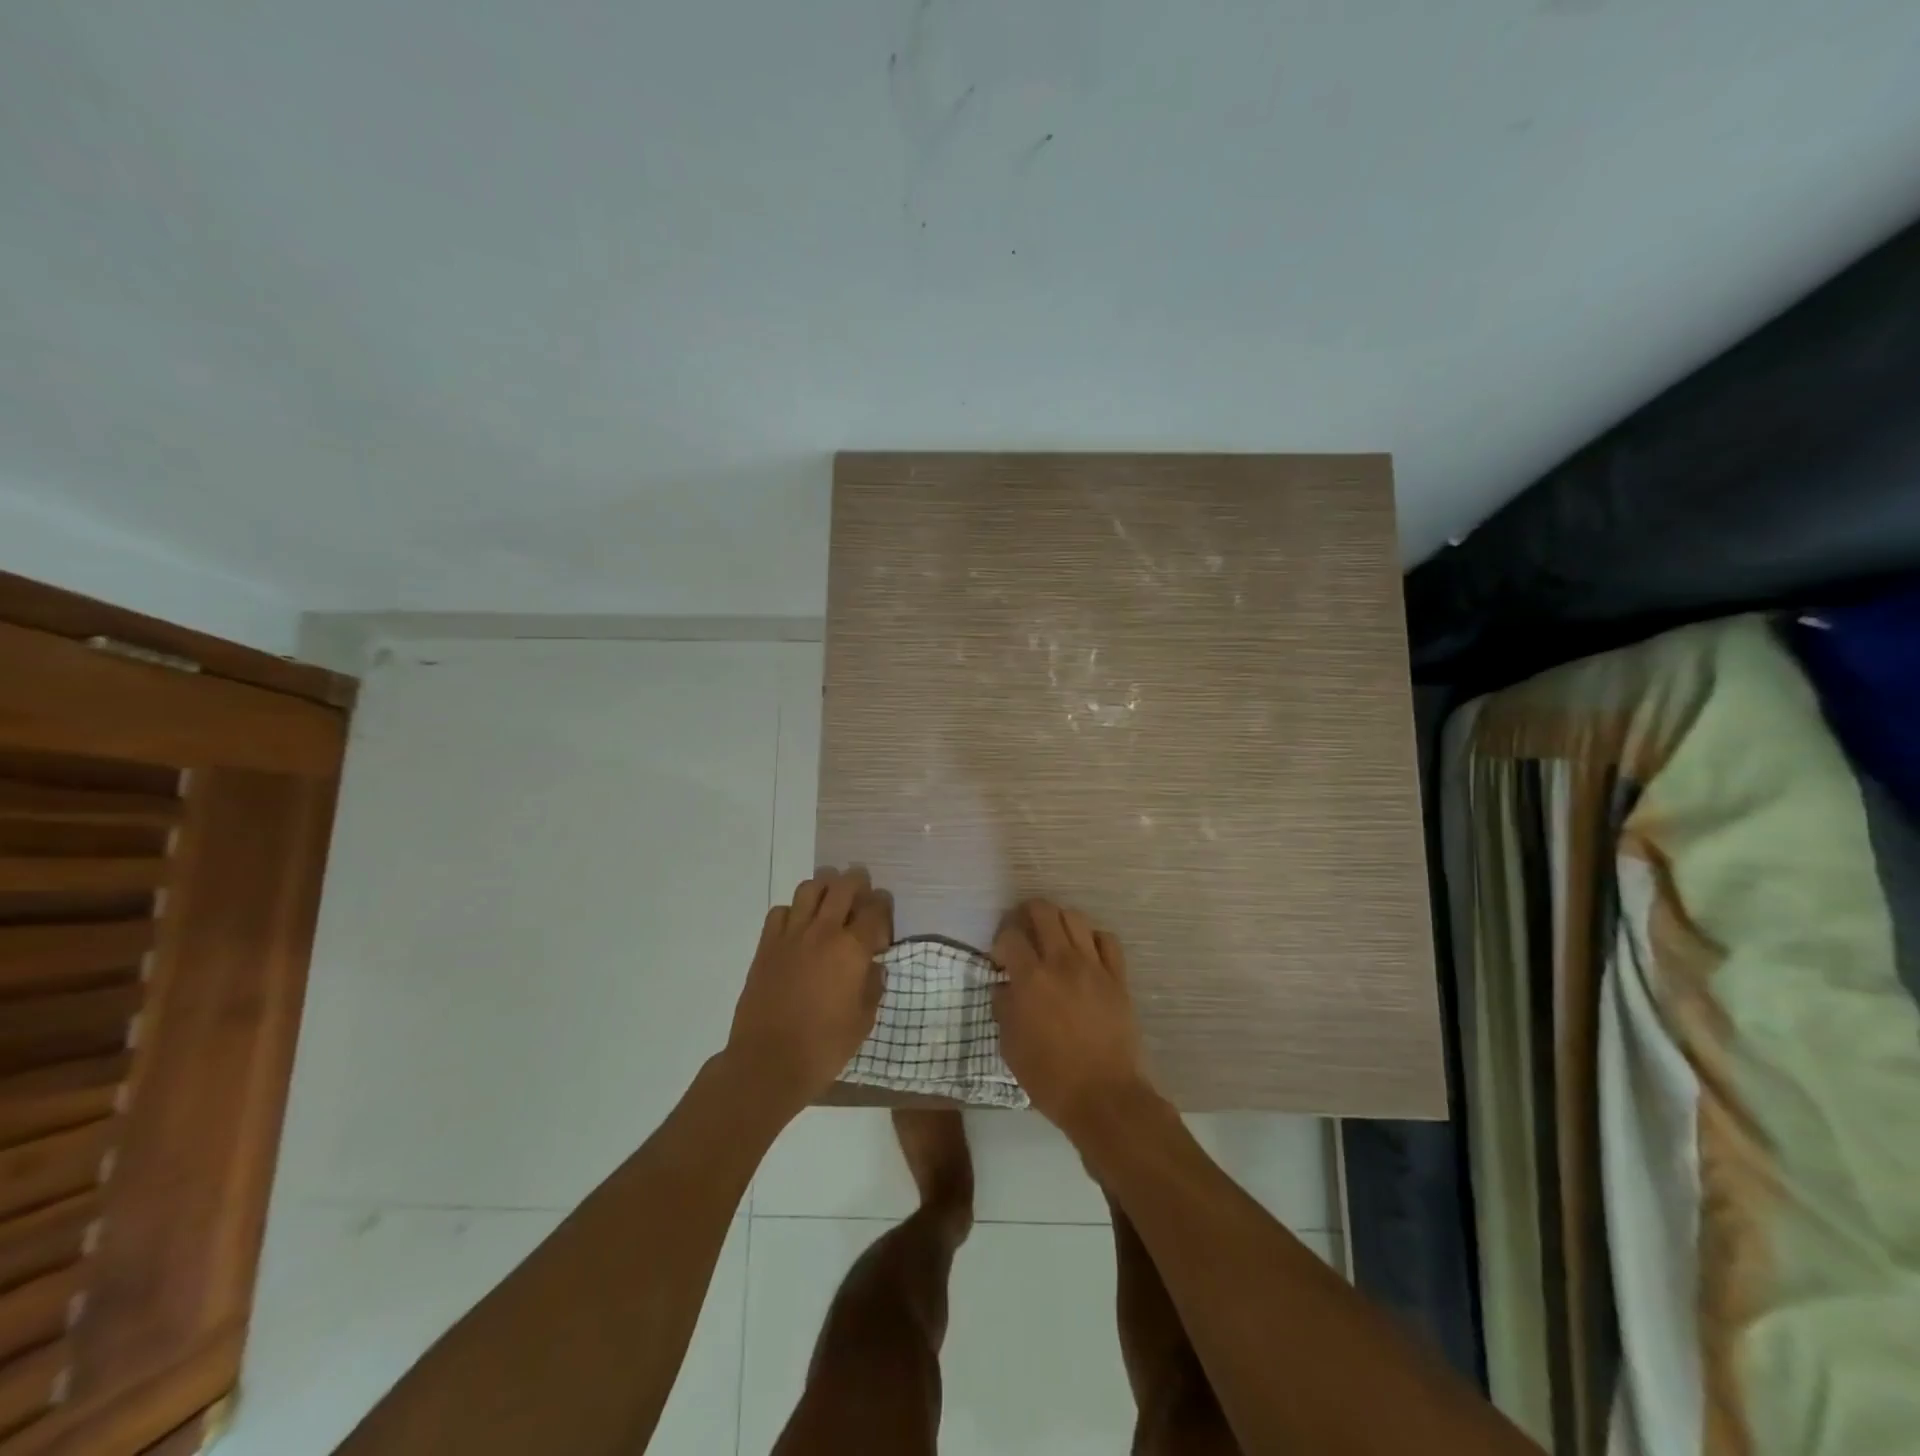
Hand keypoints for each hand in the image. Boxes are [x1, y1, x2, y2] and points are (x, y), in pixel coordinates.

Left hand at [724, 867, 890, 1115]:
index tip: (883, 918)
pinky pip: (781, 911)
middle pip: (843, 886)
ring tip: (830, 900)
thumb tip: (874, 967)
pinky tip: (799, 927)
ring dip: (824, 888)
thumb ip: (872, 987)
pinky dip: (794, 911)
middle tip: (862, 891)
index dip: (884, 907)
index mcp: (852, 949)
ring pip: (809, 888)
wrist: (768, 1062)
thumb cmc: (823, 1047)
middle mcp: (824, 932)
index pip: (875, 909)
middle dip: (857, 882)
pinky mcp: (767, 945)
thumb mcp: (863, 1021)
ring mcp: (791, 935)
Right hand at [991, 900, 1151, 1134]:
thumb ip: (1003, 1007)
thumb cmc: (1050, 1077)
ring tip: (1053, 939)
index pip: (1011, 936)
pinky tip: (1085, 953)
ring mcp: (1093, 966)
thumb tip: (1004, 985)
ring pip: (1075, 918)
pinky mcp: (1117, 977)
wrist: (1104, 1096)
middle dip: (1026, 914)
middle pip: (1043, 911)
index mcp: (1031, 979)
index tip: (1000, 959)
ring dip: (1058, 922)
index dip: (1000, 941)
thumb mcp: (1010, 1046)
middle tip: (1023, 933)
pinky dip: (1092, 939)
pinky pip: (1107, 940)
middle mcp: (1061, 962)